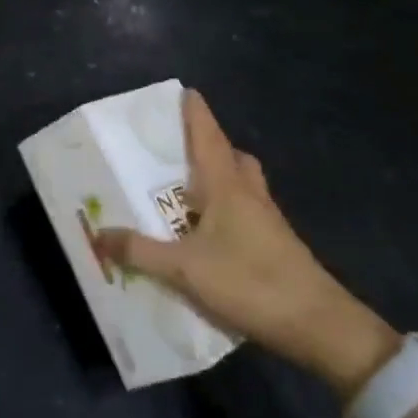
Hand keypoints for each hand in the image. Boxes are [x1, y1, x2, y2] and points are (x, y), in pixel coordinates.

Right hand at [96, 90, 397, 396]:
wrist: (319, 326)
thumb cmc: (250, 282)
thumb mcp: (184, 269)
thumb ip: (140, 251)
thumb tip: (98, 233)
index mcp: (227, 186)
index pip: (209, 137)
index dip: (196, 113)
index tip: (185, 91)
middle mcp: (249, 195)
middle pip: (232, 156)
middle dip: (209, 145)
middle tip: (179, 149)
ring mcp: (268, 221)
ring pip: (243, 184)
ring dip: (221, 177)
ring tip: (189, 190)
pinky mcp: (276, 246)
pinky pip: (247, 212)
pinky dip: (227, 209)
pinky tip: (209, 233)